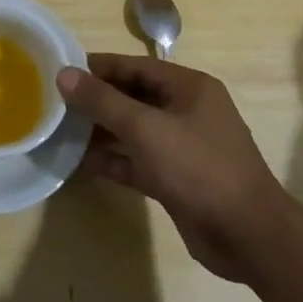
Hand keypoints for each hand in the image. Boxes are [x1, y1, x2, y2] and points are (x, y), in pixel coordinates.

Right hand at [57, 55, 288, 281]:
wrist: (247, 235)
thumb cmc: (198, 168)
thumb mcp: (145, 128)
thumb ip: (102, 101)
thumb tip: (64, 74)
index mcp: (189, 88)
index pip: (136, 66)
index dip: (99, 67)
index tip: (62, 70)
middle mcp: (187, 111)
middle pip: (134, 96)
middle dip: (97, 99)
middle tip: (55, 102)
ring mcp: (182, 147)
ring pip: (134, 130)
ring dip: (100, 130)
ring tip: (60, 129)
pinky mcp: (176, 179)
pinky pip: (137, 160)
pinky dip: (112, 159)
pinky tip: (79, 161)